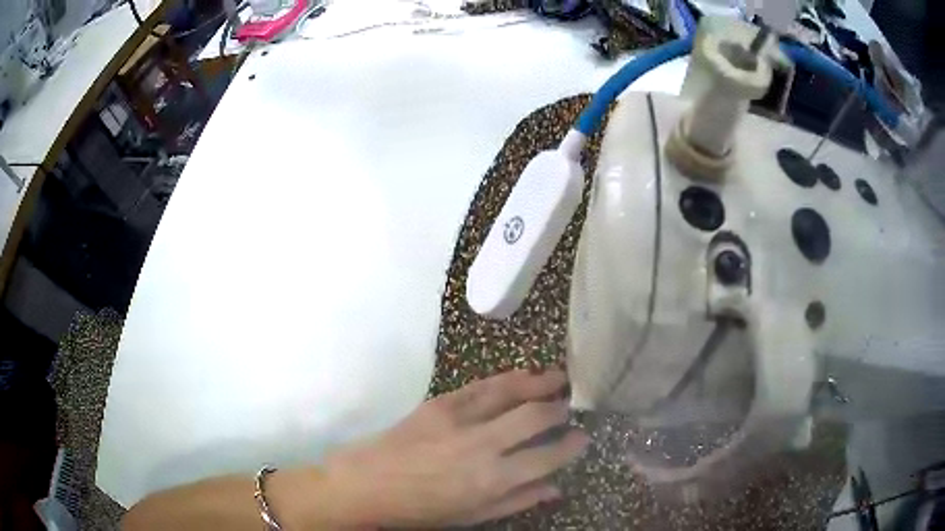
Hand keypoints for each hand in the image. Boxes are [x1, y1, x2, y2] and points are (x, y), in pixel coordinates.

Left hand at [320, 368, 587, 527]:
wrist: (368, 483)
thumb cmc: (421, 509)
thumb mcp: (473, 516)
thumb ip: (517, 501)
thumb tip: (555, 488)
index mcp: (492, 480)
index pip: (547, 456)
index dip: (571, 445)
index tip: (583, 436)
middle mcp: (483, 445)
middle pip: (534, 416)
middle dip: (559, 408)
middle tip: (571, 404)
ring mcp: (460, 419)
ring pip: (510, 391)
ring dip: (539, 382)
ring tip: (559, 377)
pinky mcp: (440, 403)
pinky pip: (481, 385)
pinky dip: (506, 378)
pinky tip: (521, 374)